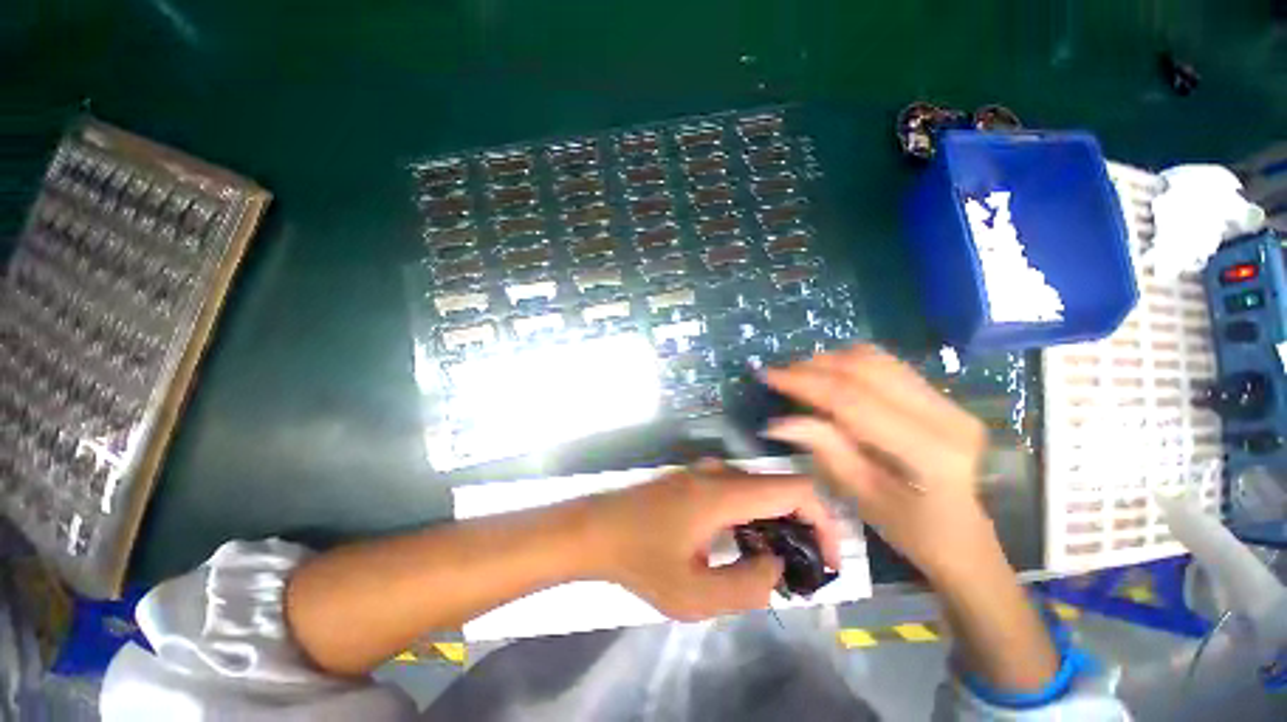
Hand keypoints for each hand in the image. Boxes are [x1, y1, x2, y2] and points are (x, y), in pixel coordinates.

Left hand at [589, 461, 840, 621]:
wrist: (596, 529)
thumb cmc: (640, 559)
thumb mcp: (694, 595)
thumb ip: (747, 585)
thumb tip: (777, 565)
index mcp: (725, 492)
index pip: (795, 488)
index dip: (822, 520)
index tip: (826, 558)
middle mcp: (720, 473)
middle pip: (779, 488)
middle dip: (801, 528)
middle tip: (802, 571)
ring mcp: (704, 472)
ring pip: (758, 491)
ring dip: (776, 524)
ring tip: (773, 566)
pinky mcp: (694, 480)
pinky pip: (738, 491)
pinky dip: (754, 517)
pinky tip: (742, 548)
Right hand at [762, 345, 996, 583]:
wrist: (964, 534)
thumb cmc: (910, 529)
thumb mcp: (860, 496)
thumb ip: (824, 450)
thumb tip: (778, 423)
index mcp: (928, 451)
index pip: (852, 400)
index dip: (805, 383)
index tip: (769, 376)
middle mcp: (945, 415)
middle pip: (865, 369)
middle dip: (814, 367)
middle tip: (779, 374)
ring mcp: (948, 401)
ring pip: (876, 359)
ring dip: (831, 361)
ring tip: (800, 374)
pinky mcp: (942, 396)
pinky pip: (887, 365)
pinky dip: (850, 363)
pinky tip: (830, 375)